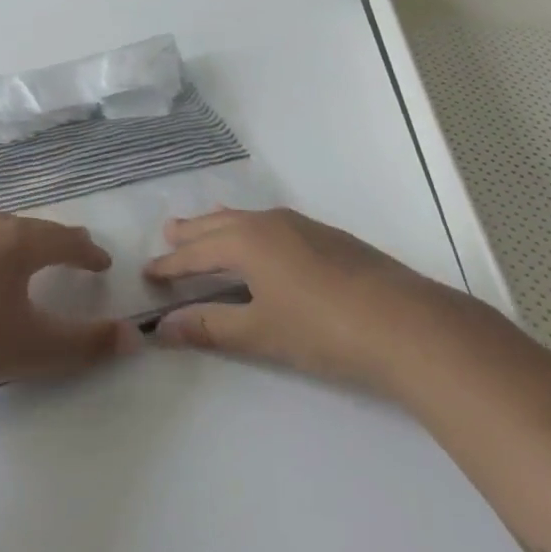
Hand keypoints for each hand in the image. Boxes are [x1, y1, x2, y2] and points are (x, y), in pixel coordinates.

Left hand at [0, 215, 140, 398]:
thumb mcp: (33, 348)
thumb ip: (85, 344)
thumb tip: (133, 336)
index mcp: (19, 242)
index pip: (66, 240)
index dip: (89, 253)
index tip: (104, 263)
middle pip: (37, 229)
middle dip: (62, 242)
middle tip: (79, 254)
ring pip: (7, 234)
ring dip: (30, 245)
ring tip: (40, 260)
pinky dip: (4, 253)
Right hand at [143, 206, 441, 390]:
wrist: (402, 322)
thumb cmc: (320, 329)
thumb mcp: (260, 332)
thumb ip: (210, 326)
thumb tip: (163, 328)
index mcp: (246, 241)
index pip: (197, 252)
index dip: (171, 264)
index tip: (149, 272)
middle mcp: (269, 223)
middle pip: (220, 225)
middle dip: (193, 232)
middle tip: (169, 232)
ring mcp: (302, 226)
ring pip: (249, 219)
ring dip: (222, 225)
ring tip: (208, 224)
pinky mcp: (327, 237)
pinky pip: (273, 224)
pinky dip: (252, 229)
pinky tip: (263, 240)